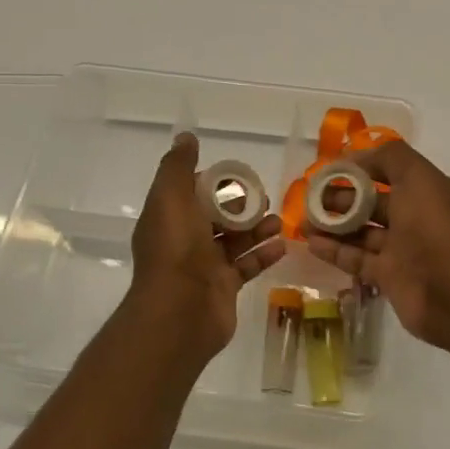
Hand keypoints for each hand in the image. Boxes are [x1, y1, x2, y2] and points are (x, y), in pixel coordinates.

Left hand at [130, 133, 285, 356]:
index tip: (238, 176)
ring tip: (278, 222)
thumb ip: (178, 167)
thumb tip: (185, 137)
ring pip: (234, 240)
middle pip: (216, 216)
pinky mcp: (223, 287)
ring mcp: (204, 266)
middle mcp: (183, 241)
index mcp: (167, 218)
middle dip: (241, 206)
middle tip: (265, 200)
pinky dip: (263, 255)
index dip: (214, 183)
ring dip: (256, 229)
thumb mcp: (171, 198)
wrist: (180, 311)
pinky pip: (246, 266)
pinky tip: (282, 246)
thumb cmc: (176, 249)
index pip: (191, 192)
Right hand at [306, 140, 449, 349]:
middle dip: (342, 198)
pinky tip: (311, 243)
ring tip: (303, 221)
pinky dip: (335, 251)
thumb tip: (357, 158)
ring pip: (362, 232)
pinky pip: (358, 259)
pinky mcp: (390, 278)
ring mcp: (403, 250)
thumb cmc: (436, 227)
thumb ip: (390, 158)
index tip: (330, 170)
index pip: (390, 173)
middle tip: (309, 198)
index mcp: (427, 191)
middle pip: (372, 203)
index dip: (361, 169)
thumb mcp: (418, 177)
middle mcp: (416, 219)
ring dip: (333, 225)